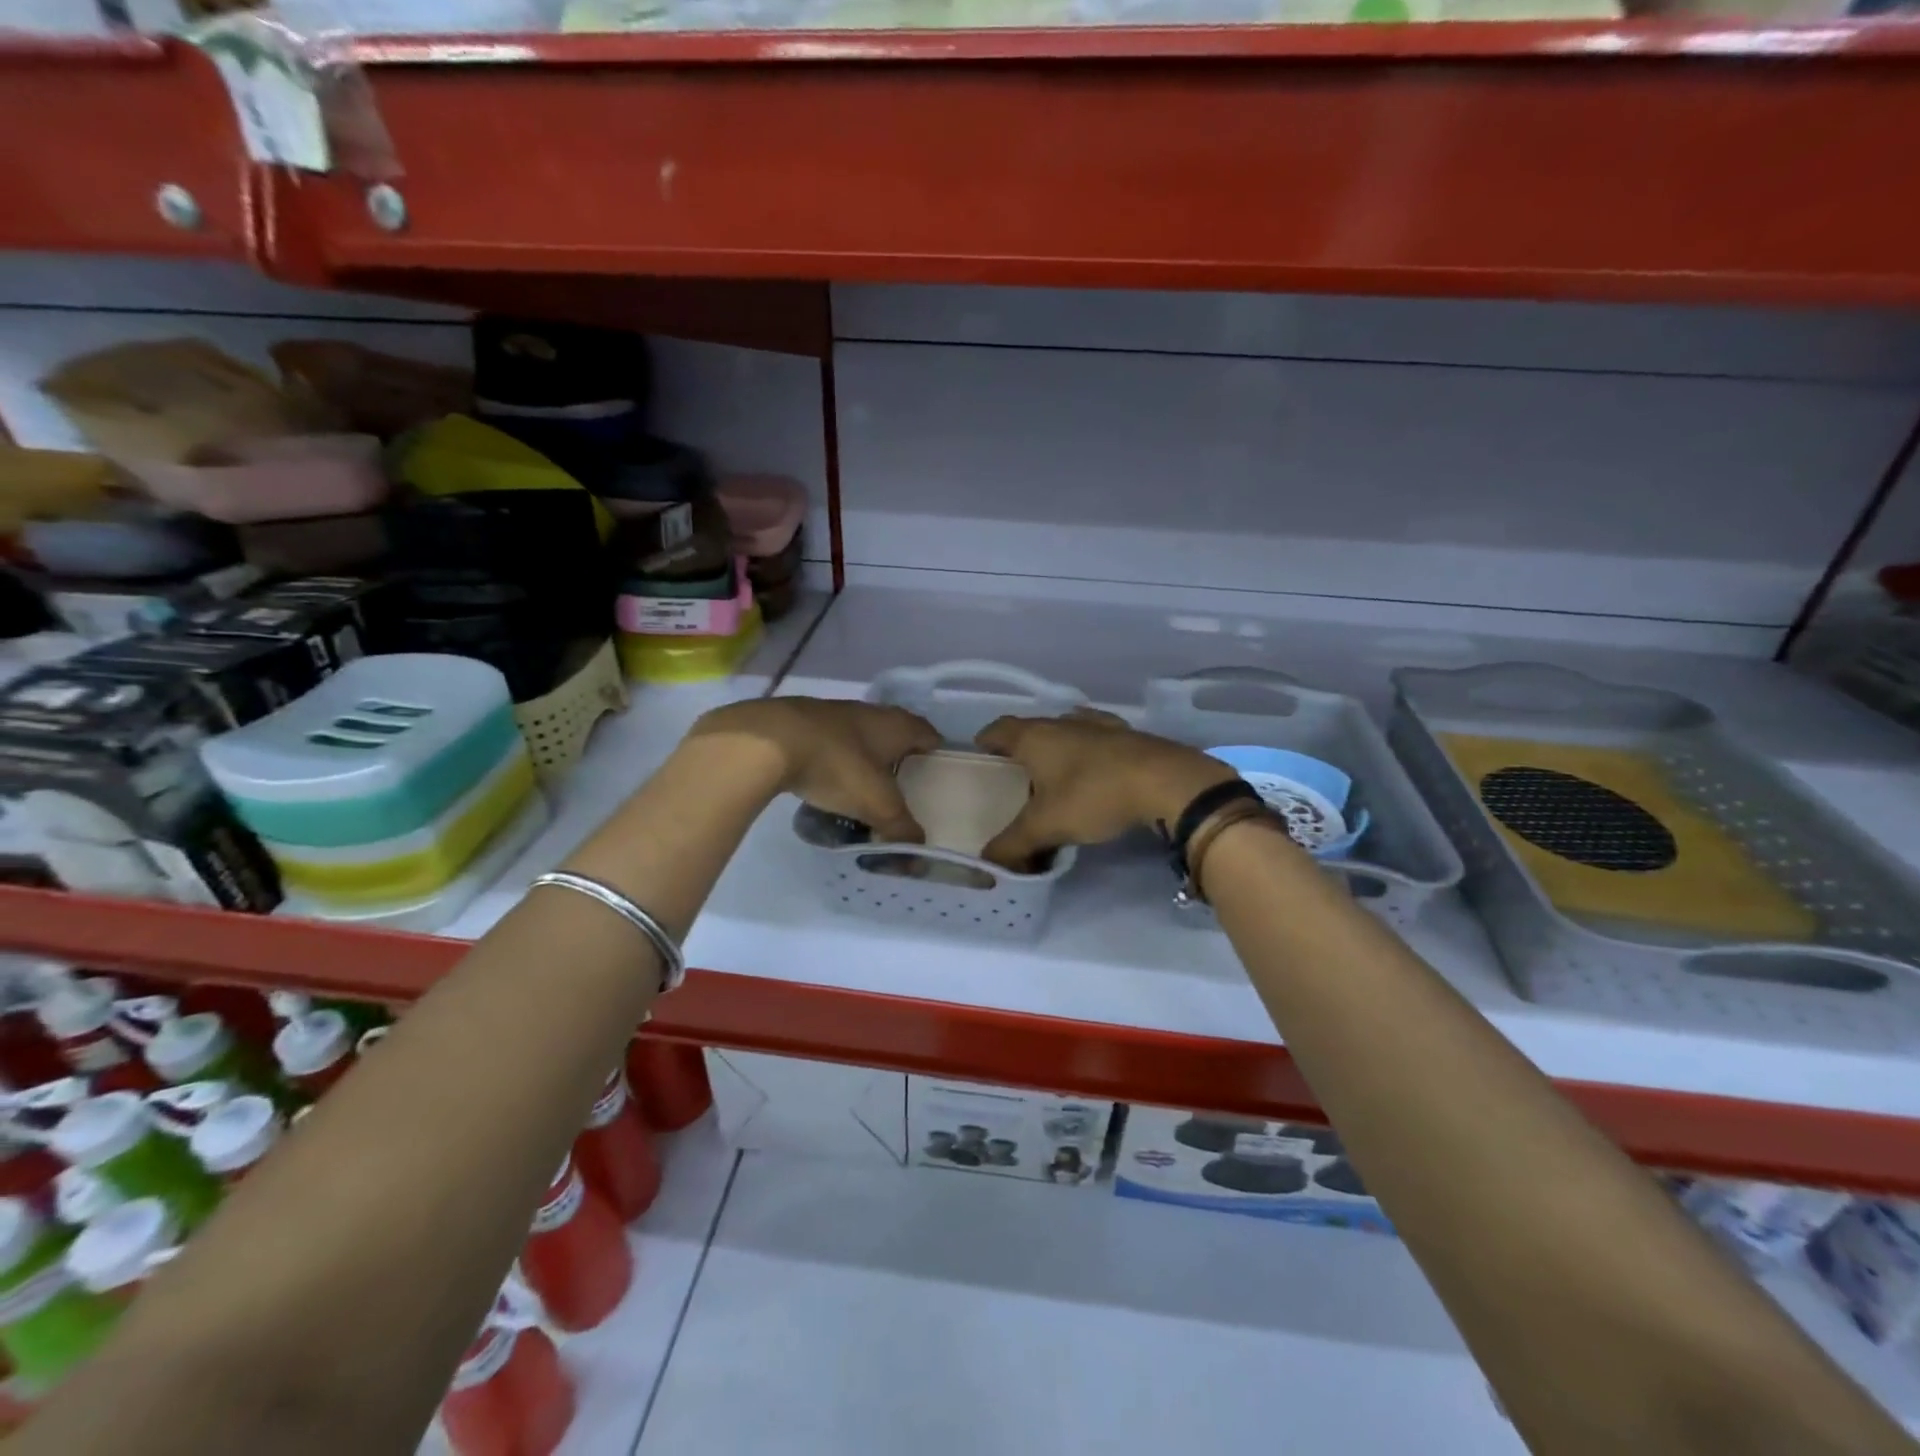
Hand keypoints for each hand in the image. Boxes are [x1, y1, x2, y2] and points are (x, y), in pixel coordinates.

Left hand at [689, 698, 940, 843]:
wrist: (769, 741)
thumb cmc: (837, 766)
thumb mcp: (877, 805)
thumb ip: (901, 830)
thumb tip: (918, 856)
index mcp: (896, 725)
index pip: (928, 734)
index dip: (936, 753)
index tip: (938, 775)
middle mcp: (870, 712)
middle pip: (895, 734)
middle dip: (900, 759)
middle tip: (903, 788)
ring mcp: (834, 714)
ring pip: (861, 738)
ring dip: (866, 759)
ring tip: (866, 790)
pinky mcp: (804, 723)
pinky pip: (832, 744)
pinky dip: (837, 761)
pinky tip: (829, 781)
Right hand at [973, 709, 1236, 868]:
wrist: (1166, 782)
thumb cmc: (1094, 795)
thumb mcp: (1046, 826)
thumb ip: (1013, 844)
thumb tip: (989, 863)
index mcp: (1036, 737)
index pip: (999, 729)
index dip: (986, 740)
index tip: (980, 754)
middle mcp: (1064, 722)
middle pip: (1032, 729)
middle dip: (1021, 749)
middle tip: (1016, 776)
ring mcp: (1099, 725)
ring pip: (1066, 731)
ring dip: (1057, 748)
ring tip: (1054, 775)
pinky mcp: (1128, 735)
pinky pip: (1097, 739)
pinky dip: (1088, 751)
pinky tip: (1094, 769)